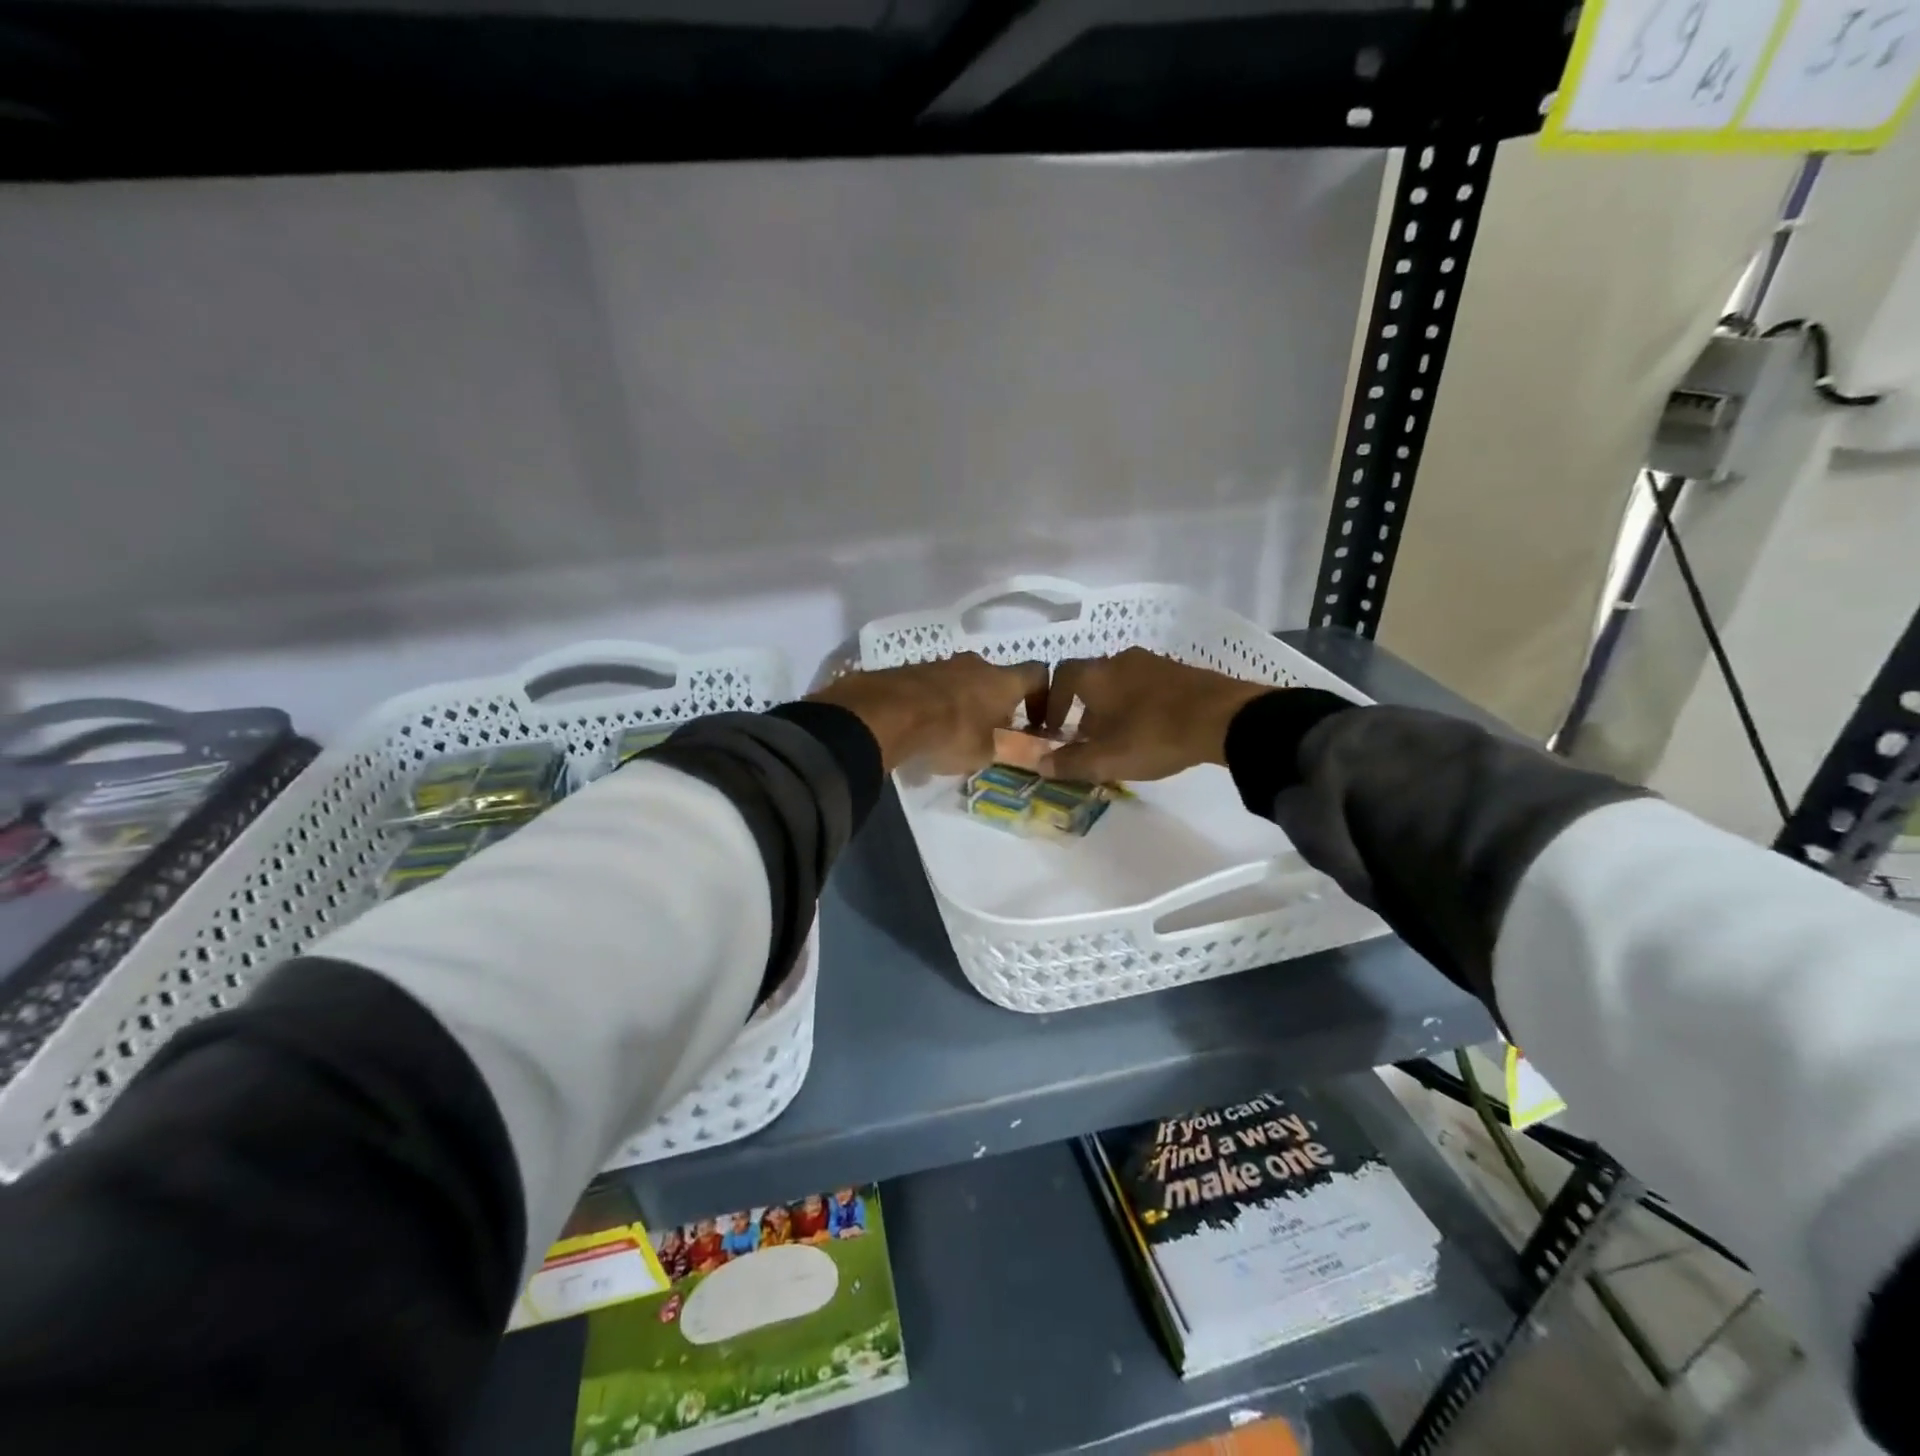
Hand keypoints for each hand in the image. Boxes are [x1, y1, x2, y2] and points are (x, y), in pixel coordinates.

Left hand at [809, 653, 1047, 774]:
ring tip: (954, 732)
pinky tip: (926, 726)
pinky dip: (937, 702)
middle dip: (998, 703)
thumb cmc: (949, 734)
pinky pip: (935, 685)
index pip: (1038, 674)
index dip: (1043, 696)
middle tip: (991, 732)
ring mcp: (942, 663)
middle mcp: (976, 664)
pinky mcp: (912, 669)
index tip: (1036, 721)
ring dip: (966, 702)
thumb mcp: (984, 754)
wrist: (886, 713)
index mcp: (1002, 680)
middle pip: (997, 678)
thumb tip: (1007, 746)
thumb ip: (1001, 747)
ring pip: (965, 680)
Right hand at [1038, 647, 1269, 783]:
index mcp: (1096, 674)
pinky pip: (1146, 686)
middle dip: (1083, 707)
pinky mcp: (1180, 671)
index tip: (1054, 728)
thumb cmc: (1153, 735)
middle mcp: (1120, 660)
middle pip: (1091, 679)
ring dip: (1111, 707)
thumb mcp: (1106, 759)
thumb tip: (1040, 764)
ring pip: (1119, 682)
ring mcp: (1153, 663)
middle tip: (1085, 737)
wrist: (1223, 718)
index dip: (1052, 702)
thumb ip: (1069, 762)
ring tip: (1117, 736)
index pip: (1060, 676)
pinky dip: (1137, 704)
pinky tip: (1149, 728)